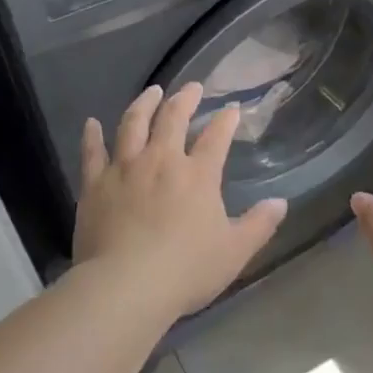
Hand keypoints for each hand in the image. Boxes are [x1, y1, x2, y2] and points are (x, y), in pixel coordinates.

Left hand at [74, 83, 288, 318]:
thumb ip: (259, 224)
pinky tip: (92, 123)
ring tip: (152, 92)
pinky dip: (92, 135)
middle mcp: (161, 161)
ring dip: (144, 104)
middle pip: (173, 119)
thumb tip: (281, 202)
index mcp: (198, 175)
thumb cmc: (186, 270)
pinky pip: (92, 152)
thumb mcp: (235, 251)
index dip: (226, 120)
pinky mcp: (95, 184)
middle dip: (185, 99)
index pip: (217, 137)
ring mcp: (125, 169)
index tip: (232, 109)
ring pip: (133, 124)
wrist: (126, 285)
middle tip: (192, 87)